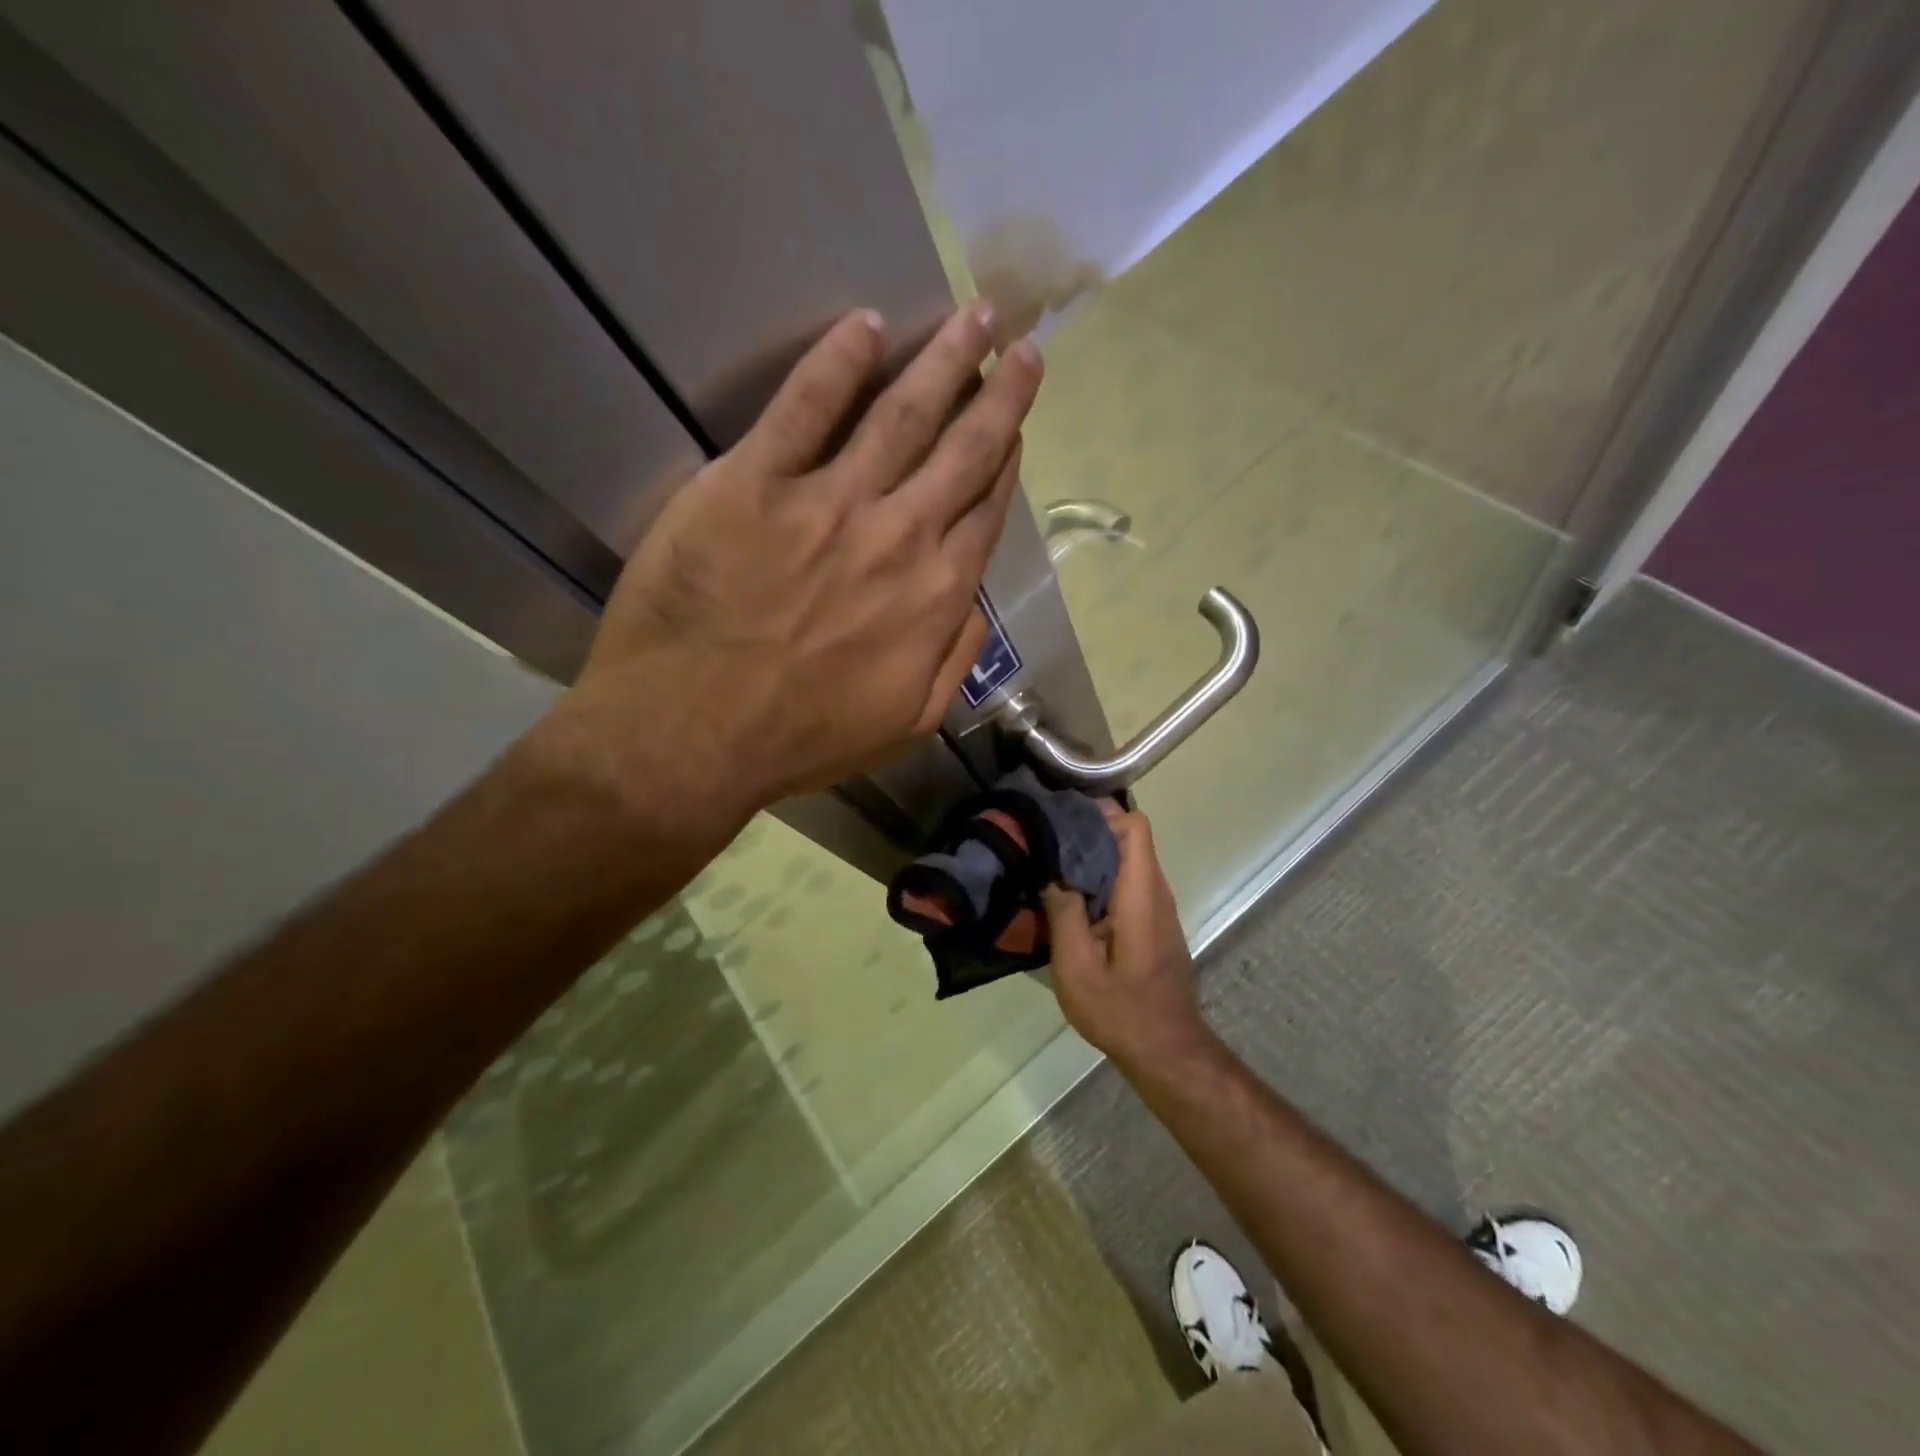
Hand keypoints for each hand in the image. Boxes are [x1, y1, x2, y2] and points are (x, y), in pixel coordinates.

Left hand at [546, 303, 1041, 824]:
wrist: (691, 735)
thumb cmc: (801, 739)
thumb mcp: (907, 724)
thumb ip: (955, 660)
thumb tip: (974, 605)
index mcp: (935, 596)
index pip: (983, 510)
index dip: (1005, 462)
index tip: (1016, 424)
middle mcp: (898, 536)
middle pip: (962, 449)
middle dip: (999, 391)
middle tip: (1021, 343)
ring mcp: (828, 503)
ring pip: (902, 413)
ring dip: (944, 359)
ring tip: (975, 315)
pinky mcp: (754, 482)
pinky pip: (804, 406)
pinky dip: (838, 361)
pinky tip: (867, 325)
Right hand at [1042, 808, 1216, 1070]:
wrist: (1166, 1052)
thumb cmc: (1120, 1010)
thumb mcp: (1076, 965)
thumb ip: (1063, 912)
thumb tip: (1051, 868)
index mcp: (1141, 894)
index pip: (1135, 826)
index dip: (1100, 814)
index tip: (1061, 819)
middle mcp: (1156, 892)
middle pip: (1129, 839)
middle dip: (1088, 830)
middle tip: (1044, 838)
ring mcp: (1158, 908)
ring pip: (1127, 860)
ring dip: (1092, 855)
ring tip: (1050, 862)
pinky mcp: (1152, 923)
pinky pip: (1127, 883)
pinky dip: (1100, 878)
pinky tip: (1069, 895)